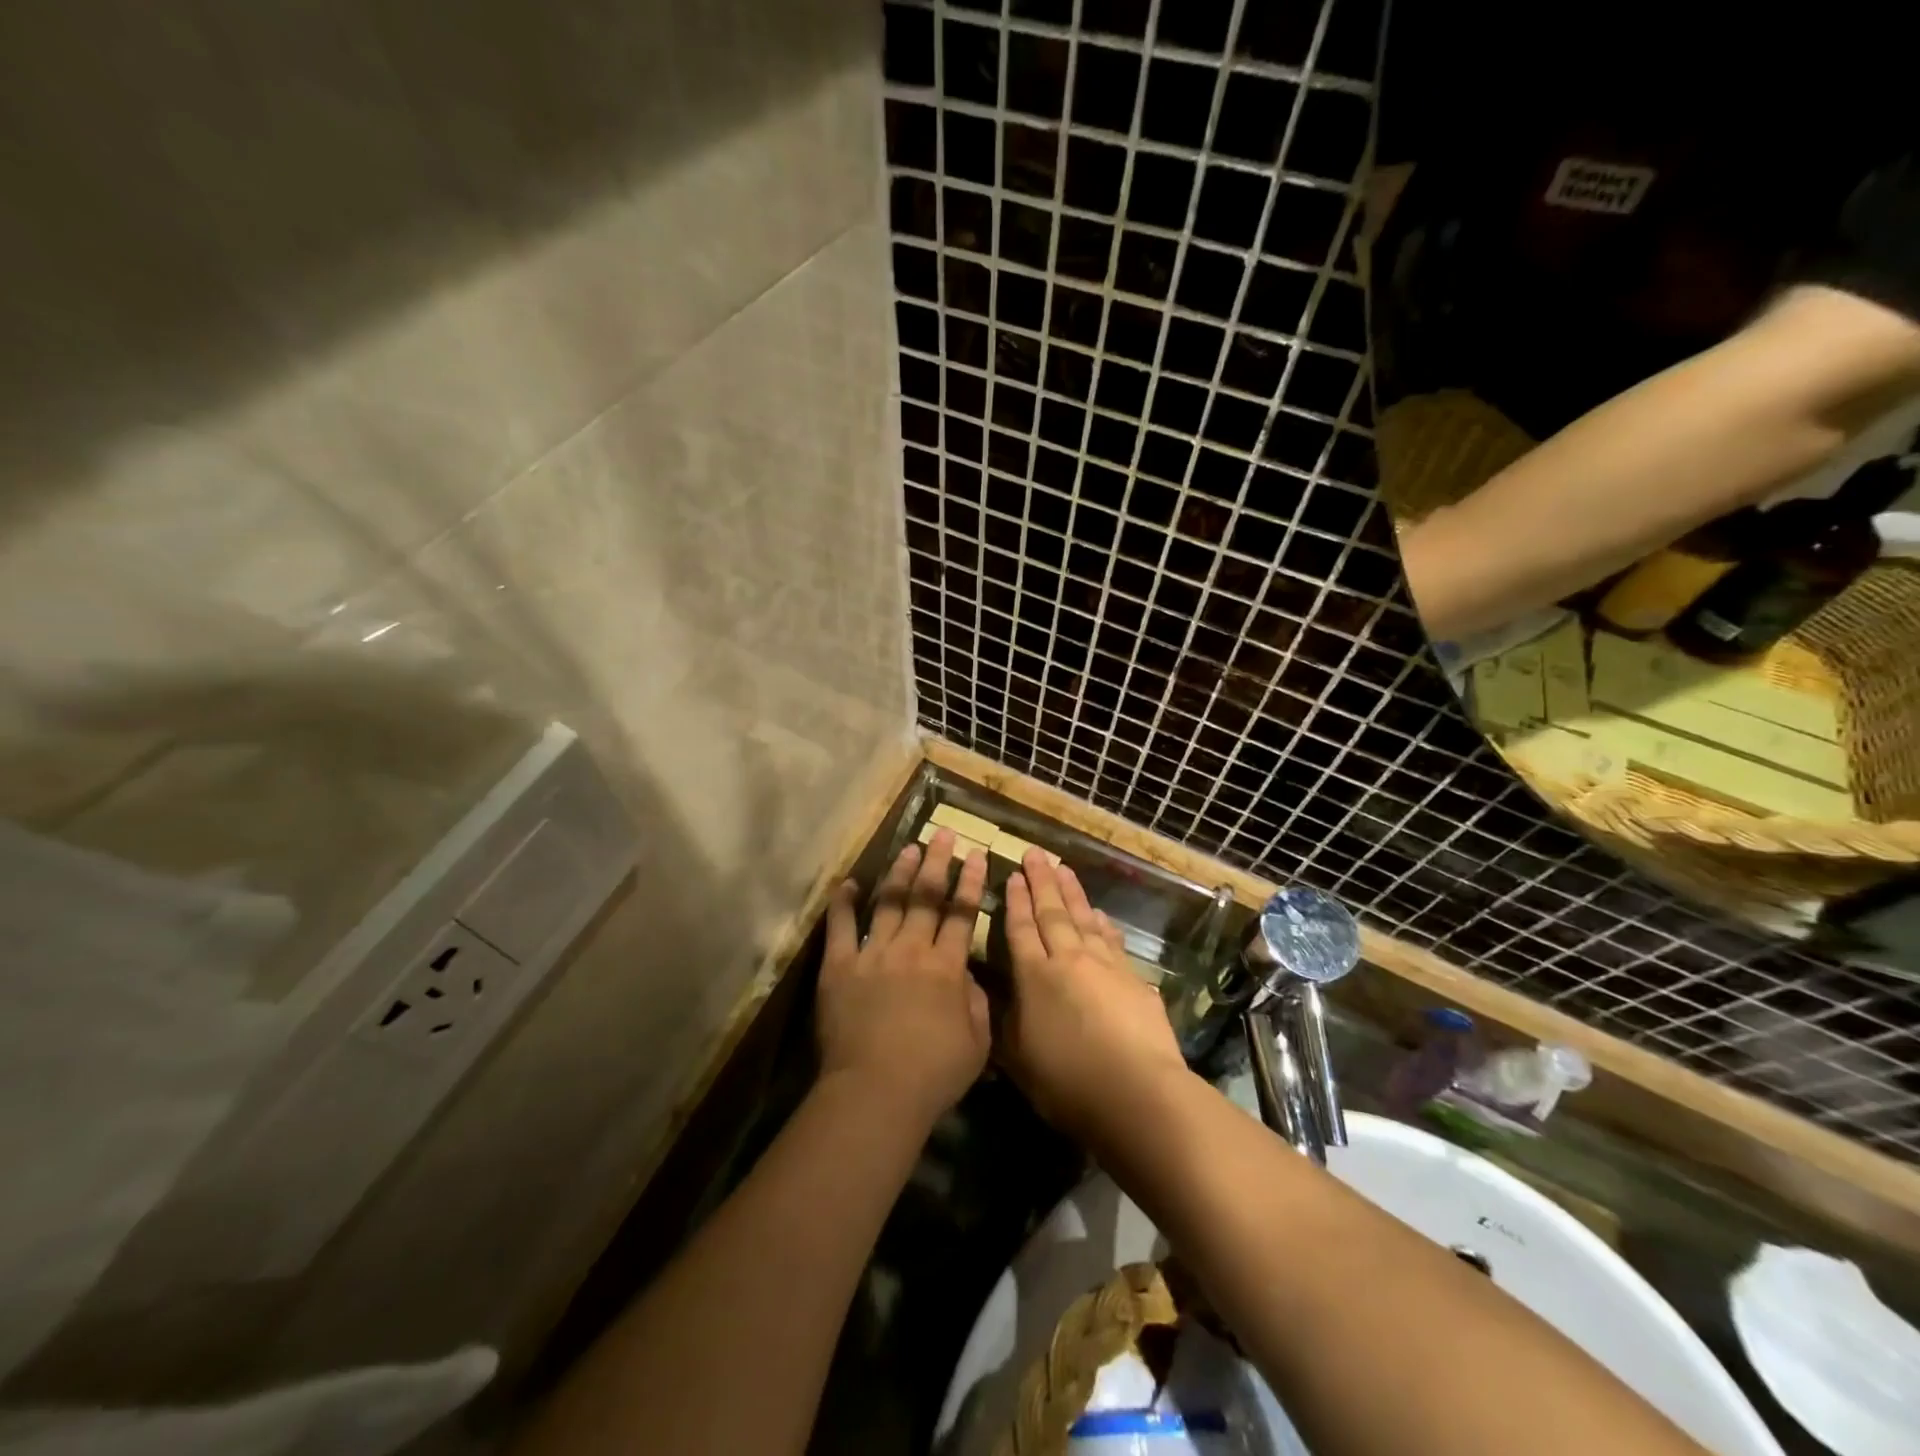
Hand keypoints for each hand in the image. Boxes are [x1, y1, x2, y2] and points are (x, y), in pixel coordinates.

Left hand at [817, 829, 990, 1130]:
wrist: (876, 1091)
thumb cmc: (933, 1074)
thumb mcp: (978, 1043)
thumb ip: (978, 1003)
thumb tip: (969, 977)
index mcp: (946, 966)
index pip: (962, 914)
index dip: (970, 883)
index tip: (977, 855)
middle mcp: (911, 950)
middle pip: (926, 898)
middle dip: (937, 862)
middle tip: (943, 834)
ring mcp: (873, 954)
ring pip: (889, 904)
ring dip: (900, 874)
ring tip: (909, 848)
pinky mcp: (839, 967)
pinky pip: (841, 928)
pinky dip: (844, 903)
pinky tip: (849, 883)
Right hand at [1001, 851, 1188, 1141]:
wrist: (1137, 1092)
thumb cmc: (1067, 1082)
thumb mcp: (1018, 1059)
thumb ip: (1006, 1023)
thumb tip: (997, 998)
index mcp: (1034, 977)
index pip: (1021, 929)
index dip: (1015, 901)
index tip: (1013, 875)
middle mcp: (1068, 960)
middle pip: (1052, 912)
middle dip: (1042, 881)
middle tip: (1036, 853)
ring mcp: (1104, 965)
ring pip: (1084, 918)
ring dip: (1072, 892)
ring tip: (1063, 868)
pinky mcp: (1133, 977)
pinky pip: (1112, 939)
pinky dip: (1103, 923)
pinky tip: (1100, 914)